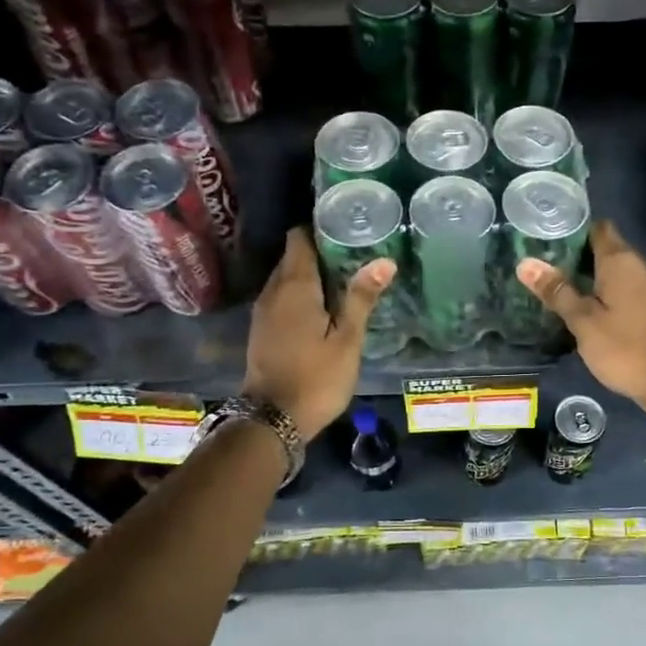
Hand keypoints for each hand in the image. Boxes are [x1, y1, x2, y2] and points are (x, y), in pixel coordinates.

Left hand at [244, 227, 395, 436]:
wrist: (272, 419)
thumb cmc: (316, 378)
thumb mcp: (347, 340)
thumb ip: (361, 298)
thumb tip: (384, 261)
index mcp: (295, 287)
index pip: (299, 238)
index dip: (319, 227)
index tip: (345, 226)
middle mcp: (273, 291)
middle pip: (292, 257)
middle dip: (319, 250)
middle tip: (354, 251)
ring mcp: (263, 311)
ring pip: (286, 278)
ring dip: (310, 274)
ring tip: (343, 276)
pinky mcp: (261, 330)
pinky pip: (281, 297)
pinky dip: (300, 294)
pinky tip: (322, 306)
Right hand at [516, 220, 645, 416]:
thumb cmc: (623, 347)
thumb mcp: (583, 321)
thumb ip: (557, 291)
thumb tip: (525, 263)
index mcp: (621, 261)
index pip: (598, 227)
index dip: (574, 229)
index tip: (548, 236)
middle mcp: (639, 265)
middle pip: (606, 247)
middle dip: (578, 253)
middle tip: (545, 263)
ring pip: (616, 269)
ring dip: (591, 273)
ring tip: (560, 283)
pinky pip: (626, 286)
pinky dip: (606, 289)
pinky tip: (586, 304)